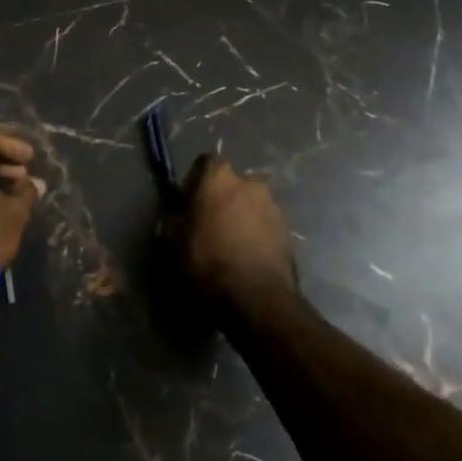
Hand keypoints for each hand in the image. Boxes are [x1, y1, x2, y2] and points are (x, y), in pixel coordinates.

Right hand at [167, 155, 296, 316]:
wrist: (257, 299)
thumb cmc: (209, 261)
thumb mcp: (175, 244)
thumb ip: (172, 225)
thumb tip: (174, 222)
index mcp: (220, 178)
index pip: (206, 162)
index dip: (196, 179)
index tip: (189, 202)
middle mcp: (250, 183)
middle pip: (232, 183)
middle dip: (222, 198)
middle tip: (210, 223)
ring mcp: (273, 206)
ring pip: (251, 204)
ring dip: (242, 216)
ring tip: (231, 243)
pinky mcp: (288, 231)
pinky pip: (266, 224)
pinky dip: (257, 234)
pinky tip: (247, 256)